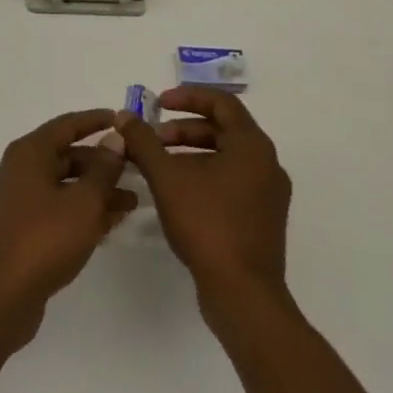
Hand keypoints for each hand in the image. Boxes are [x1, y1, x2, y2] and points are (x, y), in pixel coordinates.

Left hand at [0, 109, 136, 339]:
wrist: (1, 298)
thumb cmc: (44, 240)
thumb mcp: (84, 203)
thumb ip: (103, 169)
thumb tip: (114, 139)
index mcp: (27, 154)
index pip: (65, 125)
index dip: (94, 121)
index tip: (120, 120)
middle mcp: (17, 170)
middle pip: (64, 156)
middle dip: (101, 164)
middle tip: (134, 170)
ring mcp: (14, 201)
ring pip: (61, 186)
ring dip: (94, 192)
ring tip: (130, 204)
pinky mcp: (17, 229)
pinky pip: (54, 209)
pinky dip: (79, 211)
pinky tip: (108, 224)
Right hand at [117, 87, 290, 306]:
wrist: (243, 295)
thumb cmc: (207, 225)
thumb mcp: (167, 177)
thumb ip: (144, 142)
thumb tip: (124, 116)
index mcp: (253, 146)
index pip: (222, 102)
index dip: (188, 97)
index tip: (158, 104)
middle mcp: (267, 164)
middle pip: (223, 130)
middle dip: (183, 129)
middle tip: (153, 138)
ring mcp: (268, 194)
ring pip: (226, 158)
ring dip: (191, 153)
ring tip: (158, 166)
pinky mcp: (262, 219)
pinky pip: (232, 182)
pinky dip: (204, 176)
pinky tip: (176, 193)